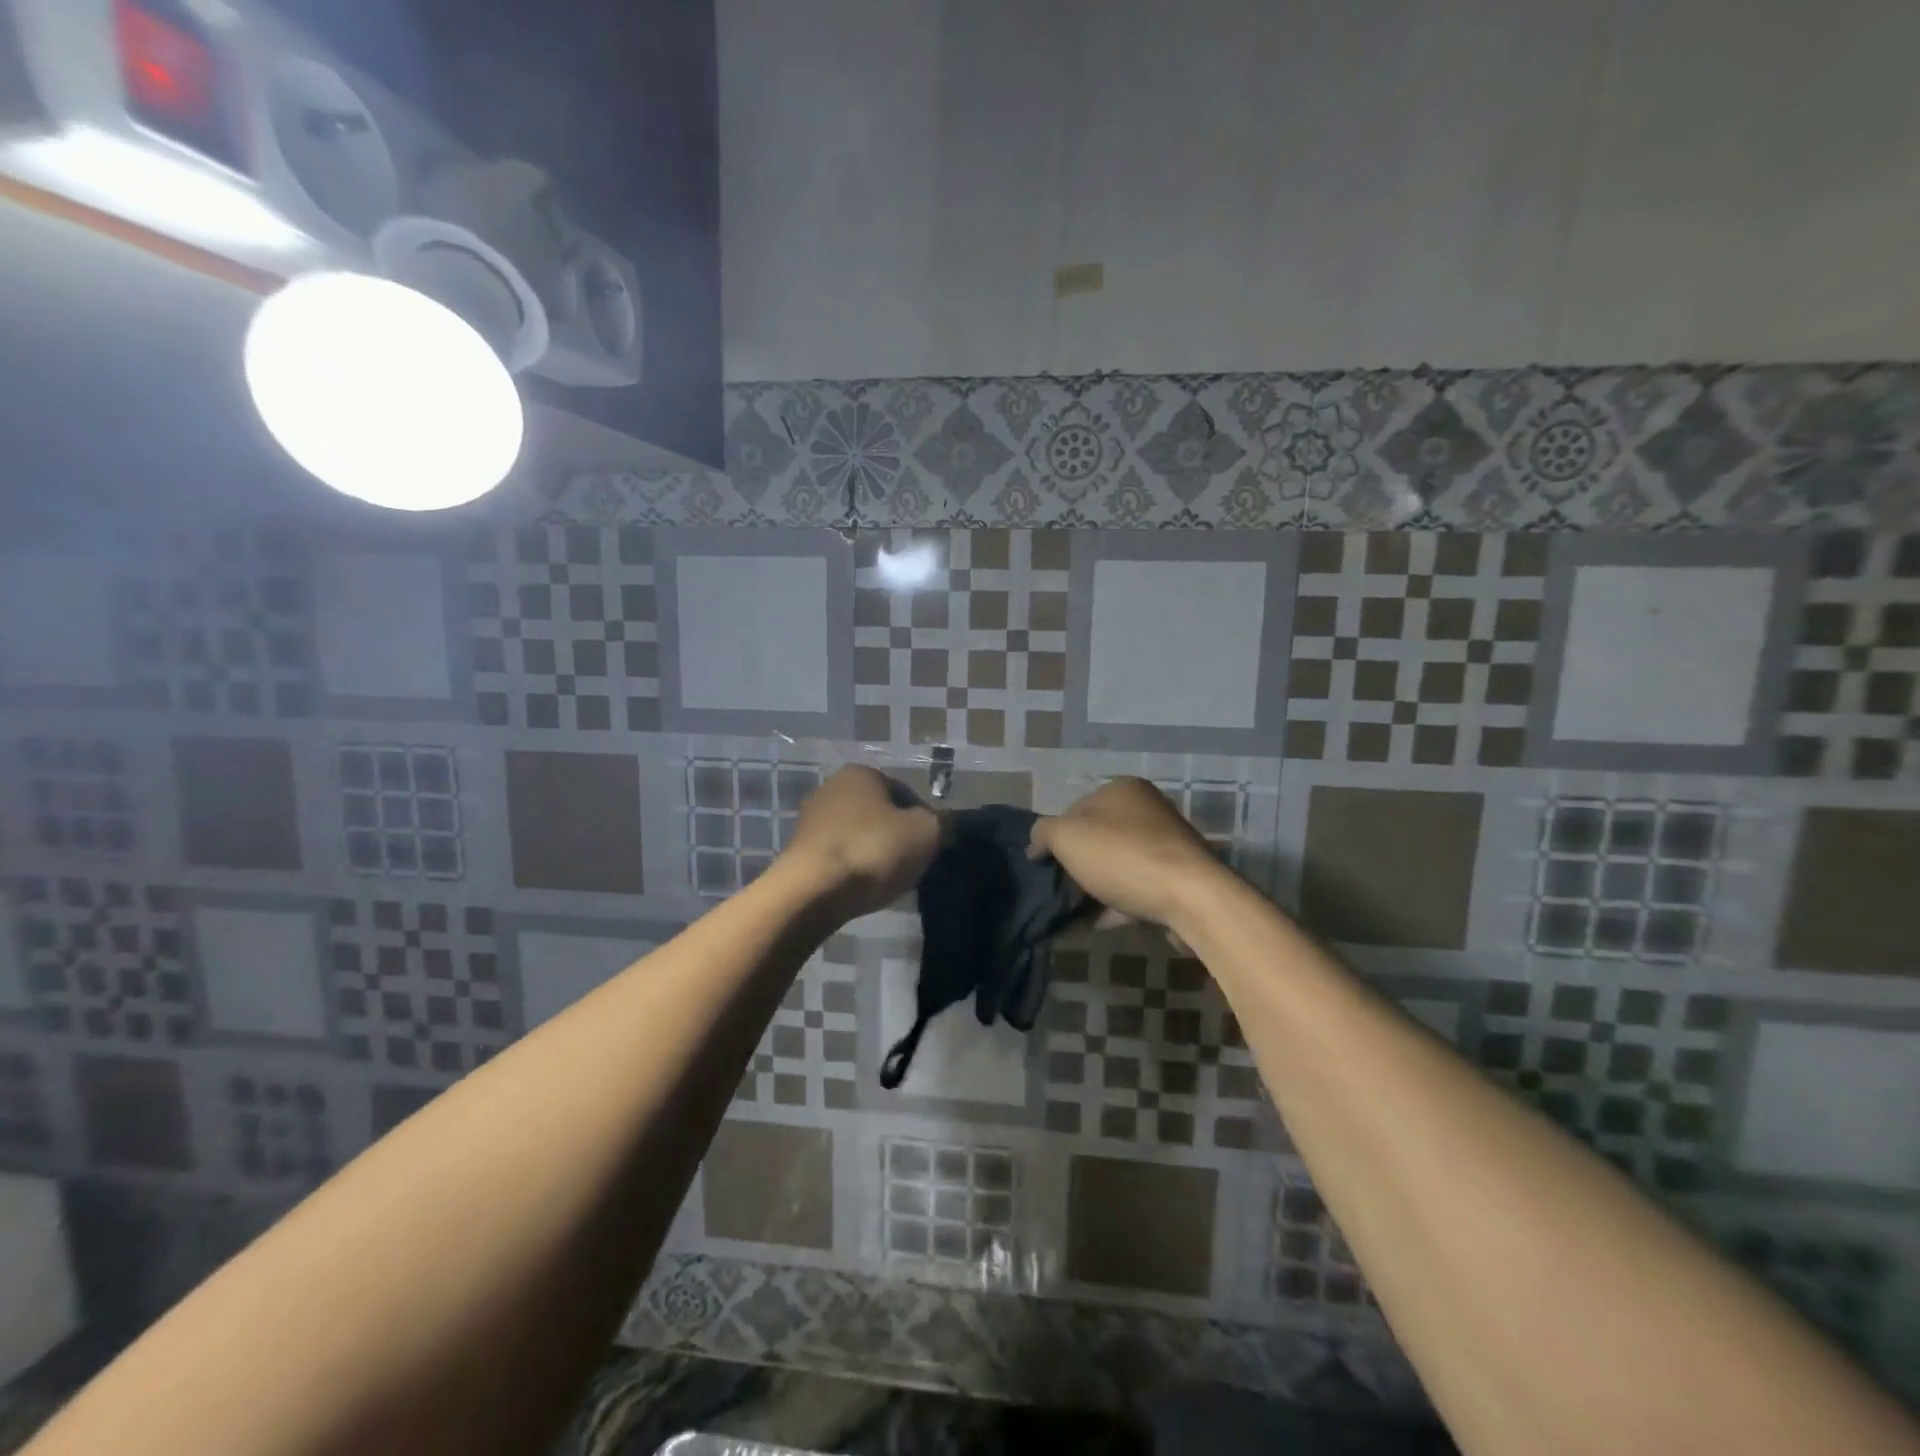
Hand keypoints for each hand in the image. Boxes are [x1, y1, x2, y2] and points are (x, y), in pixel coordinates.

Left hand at [781, 766, 941, 918]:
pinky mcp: (799, 852)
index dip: (924, 820)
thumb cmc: (872, 850)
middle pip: (880, 814)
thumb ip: (942, 824)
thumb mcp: (926, 833)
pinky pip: (839, 857)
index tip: (930, 847)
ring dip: (875, 855)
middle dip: (897, 837)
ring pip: (859, 836)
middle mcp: (831, 788)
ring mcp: (810, 821)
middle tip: (912, 865)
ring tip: (888, 881)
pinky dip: (853, 870)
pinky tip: (861, 889)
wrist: (811, 892)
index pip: (906, 793)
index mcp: (861, 773)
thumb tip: (944, 826)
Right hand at [1028, 777, 1226, 929]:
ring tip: (1075, 910)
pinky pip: (1136, 888)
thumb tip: (1036, 845)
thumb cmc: (1122, 856)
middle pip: (1097, 837)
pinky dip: (1117, 904)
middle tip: (1059, 888)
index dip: (1055, 835)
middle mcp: (1147, 809)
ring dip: (1096, 886)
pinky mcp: (1178, 878)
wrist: (1191, 897)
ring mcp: (1166, 844)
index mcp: (1122, 789)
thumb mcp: (1067, 837)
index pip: (1075, 808)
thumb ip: (1043, 833)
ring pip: (1117, 865)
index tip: (1045, 863)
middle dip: (1077, 863)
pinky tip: (1100, 922)